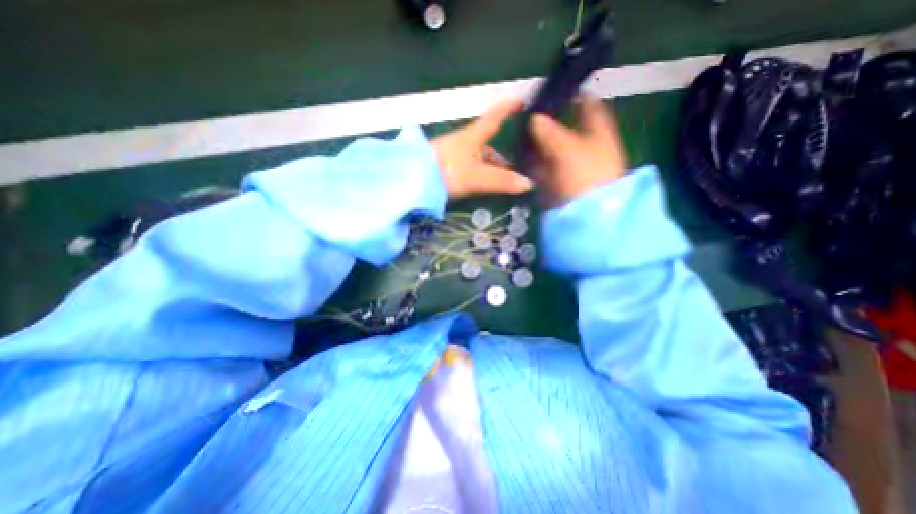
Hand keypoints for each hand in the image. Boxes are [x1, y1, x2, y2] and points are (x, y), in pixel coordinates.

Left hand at [433, 101, 534, 198]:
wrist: (411, 180)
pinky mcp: (446, 167)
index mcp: (473, 136)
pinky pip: (470, 167)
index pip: (495, 117)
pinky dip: (481, 174)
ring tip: (505, 182)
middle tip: (520, 168)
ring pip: (479, 158)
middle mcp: (464, 142)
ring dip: (493, 168)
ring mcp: (454, 154)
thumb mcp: (477, 177)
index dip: (509, 109)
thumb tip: (529, 183)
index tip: (524, 102)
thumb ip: (502, 181)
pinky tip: (484, 185)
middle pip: (489, 144)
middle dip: (505, 155)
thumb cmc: (446, 172)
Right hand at [526, 97, 626, 204]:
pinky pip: (552, 169)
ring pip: (558, 151)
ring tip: (524, 142)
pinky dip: (541, 166)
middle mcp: (590, 147)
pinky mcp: (567, 183)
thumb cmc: (584, 174)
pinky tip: (528, 164)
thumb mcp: (566, 149)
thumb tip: (536, 118)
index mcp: (599, 132)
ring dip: (542, 147)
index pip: (589, 106)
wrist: (590, 214)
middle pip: (570, 130)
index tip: (554, 94)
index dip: (574, 97)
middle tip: (530, 121)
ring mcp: (578, 167)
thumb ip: (550, 132)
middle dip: (550, 125)